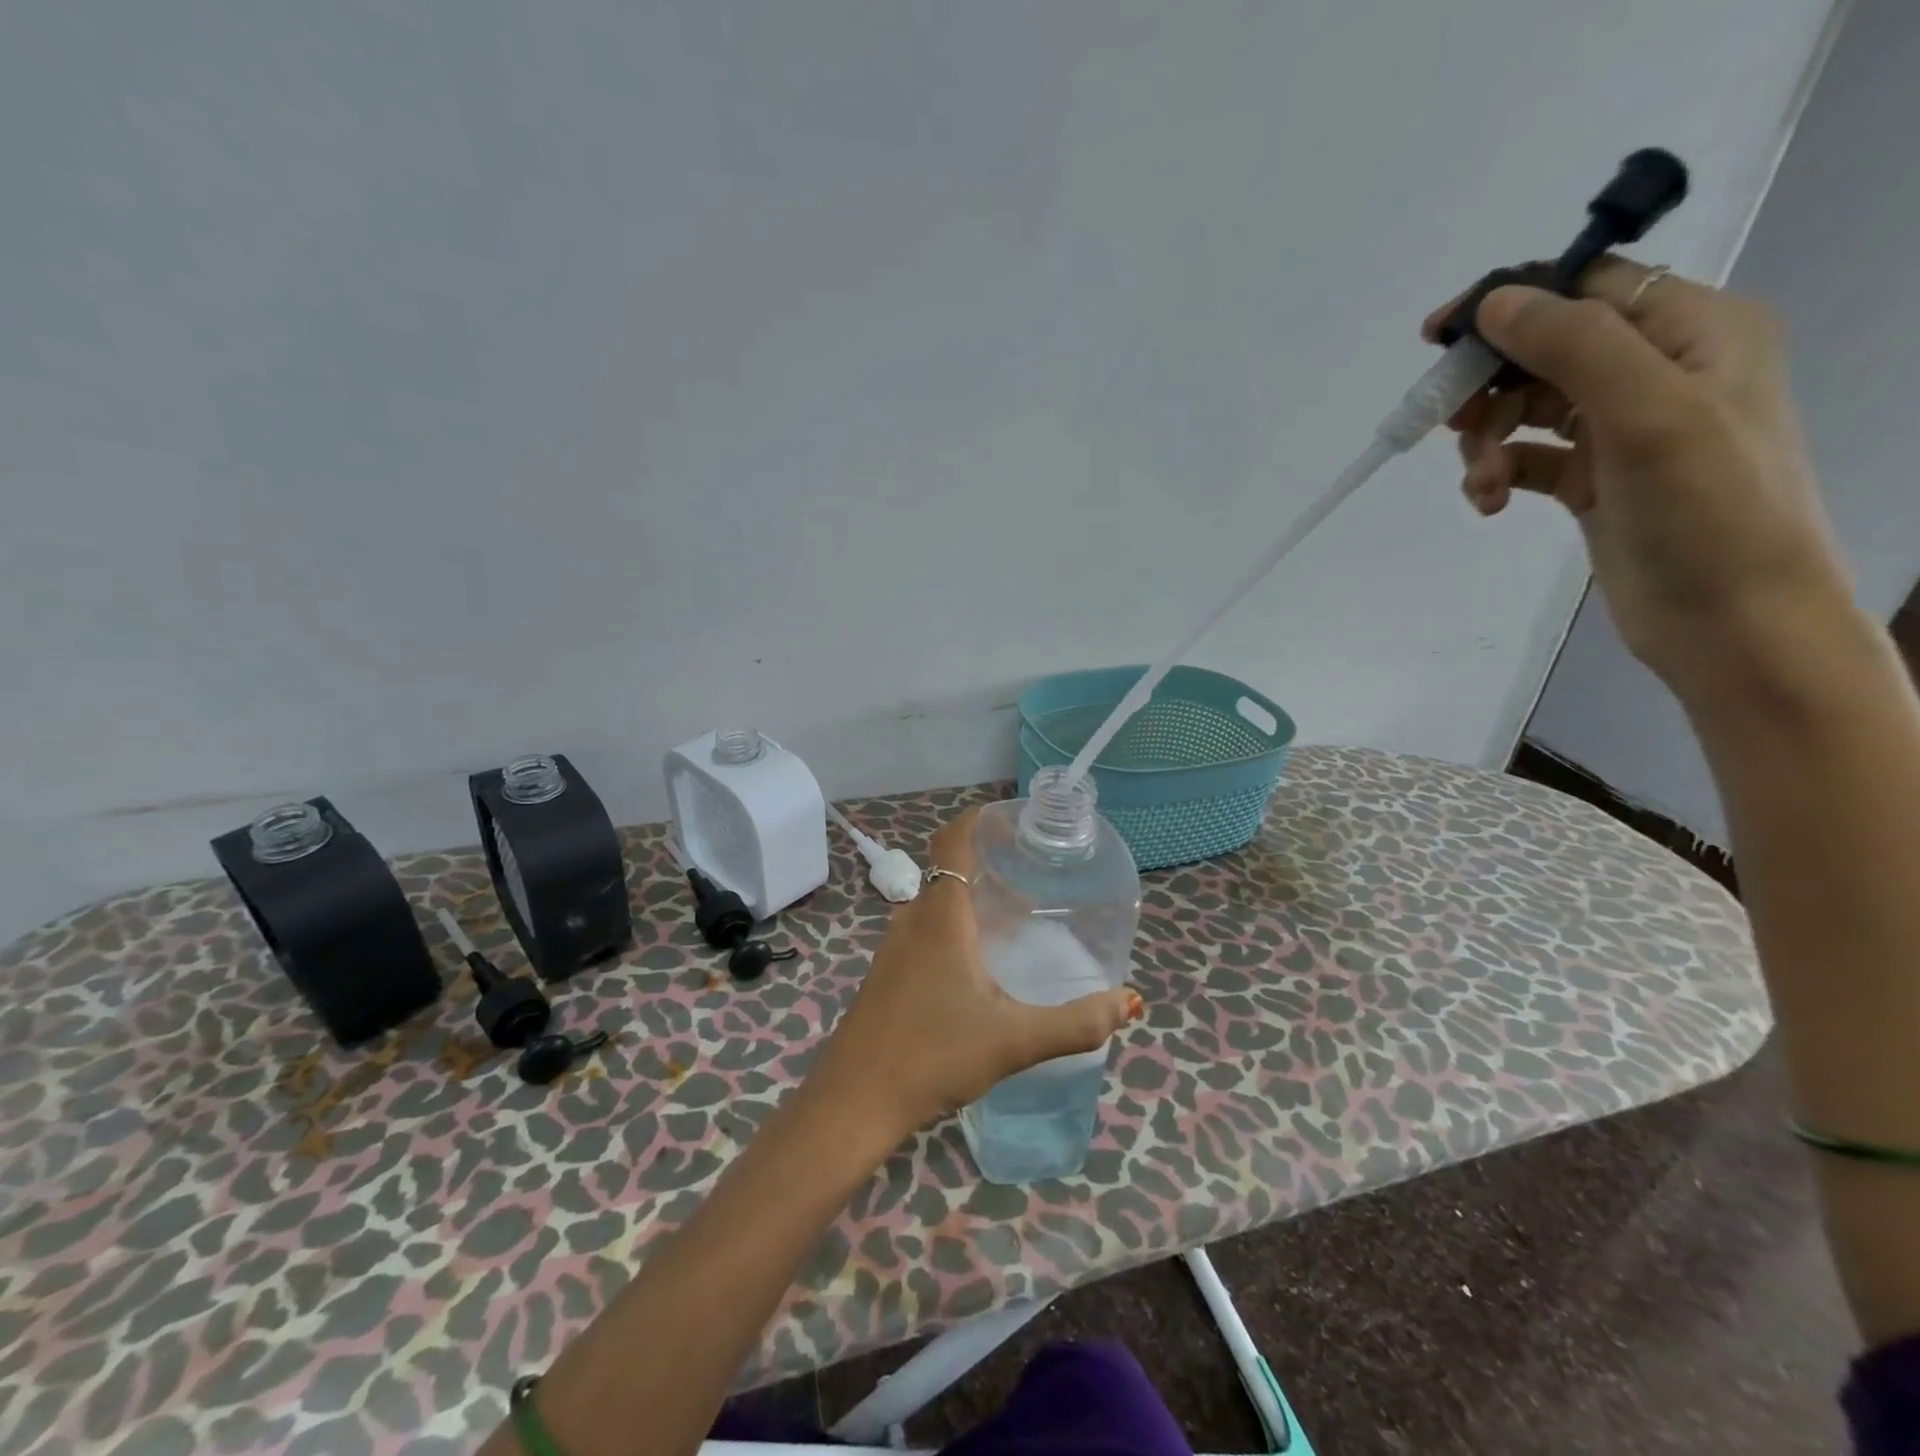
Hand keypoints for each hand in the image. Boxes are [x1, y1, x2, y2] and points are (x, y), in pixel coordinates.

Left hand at [812, 808, 1142, 1137]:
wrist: (855, 1100)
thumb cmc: (934, 1055)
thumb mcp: (1014, 1040)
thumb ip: (1076, 1023)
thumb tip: (1129, 1002)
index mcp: (941, 916)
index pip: (953, 839)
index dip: (982, 820)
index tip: (1019, 826)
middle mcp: (913, 918)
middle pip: (950, 868)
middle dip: (991, 863)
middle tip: (1036, 876)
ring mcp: (895, 946)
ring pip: (938, 903)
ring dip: (974, 898)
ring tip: (1017, 917)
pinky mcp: (888, 972)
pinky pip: (926, 928)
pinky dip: (957, 925)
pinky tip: (981, 964)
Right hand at [1425, 258, 1854, 703]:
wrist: (1730, 618)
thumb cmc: (1707, 508)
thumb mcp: (1647, 412)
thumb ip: (1573, 347)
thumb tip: (1494, 302)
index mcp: (1694, 331)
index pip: (1588, 287)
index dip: (1511, 301)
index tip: (1438, 337)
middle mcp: (1659, 370)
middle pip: (1545, 352)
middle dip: (1491, 388)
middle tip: (1448, 423)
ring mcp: (1623, 429)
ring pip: (1527, 409)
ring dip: (1488, 442)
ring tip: (1482, 485)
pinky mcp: (1593, 480)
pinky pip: (1528, 459)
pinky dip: (1498, 475)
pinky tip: (1489, 504)